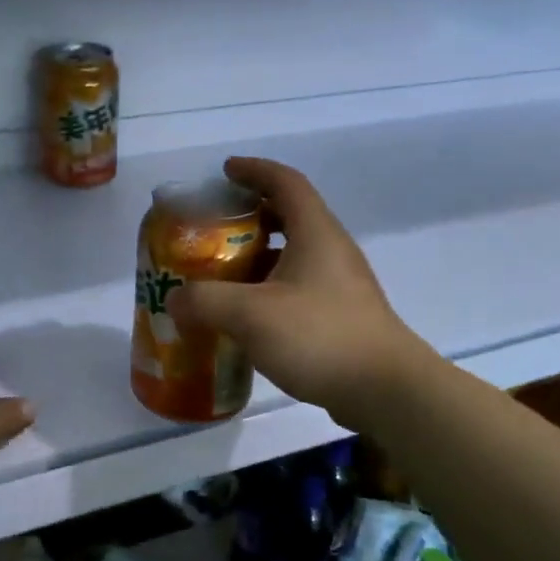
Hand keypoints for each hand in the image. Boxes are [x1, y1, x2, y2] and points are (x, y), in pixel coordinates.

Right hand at [166, 157, 434, 431]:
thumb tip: (175, 299)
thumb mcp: (251, 315)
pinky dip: (269, 287)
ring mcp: (340, 283)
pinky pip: (298, 285)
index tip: (225, 171)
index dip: (254, 170)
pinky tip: (247, 315)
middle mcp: (331, 249)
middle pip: (290, 215)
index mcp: (315, 232)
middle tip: (215, 226)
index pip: (285, 182)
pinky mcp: (341, 314)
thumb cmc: (319, 336)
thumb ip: (205, 301)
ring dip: (258, 255)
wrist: (385, 390)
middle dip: (251, 214)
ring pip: (294, 253)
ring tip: (222, 272)